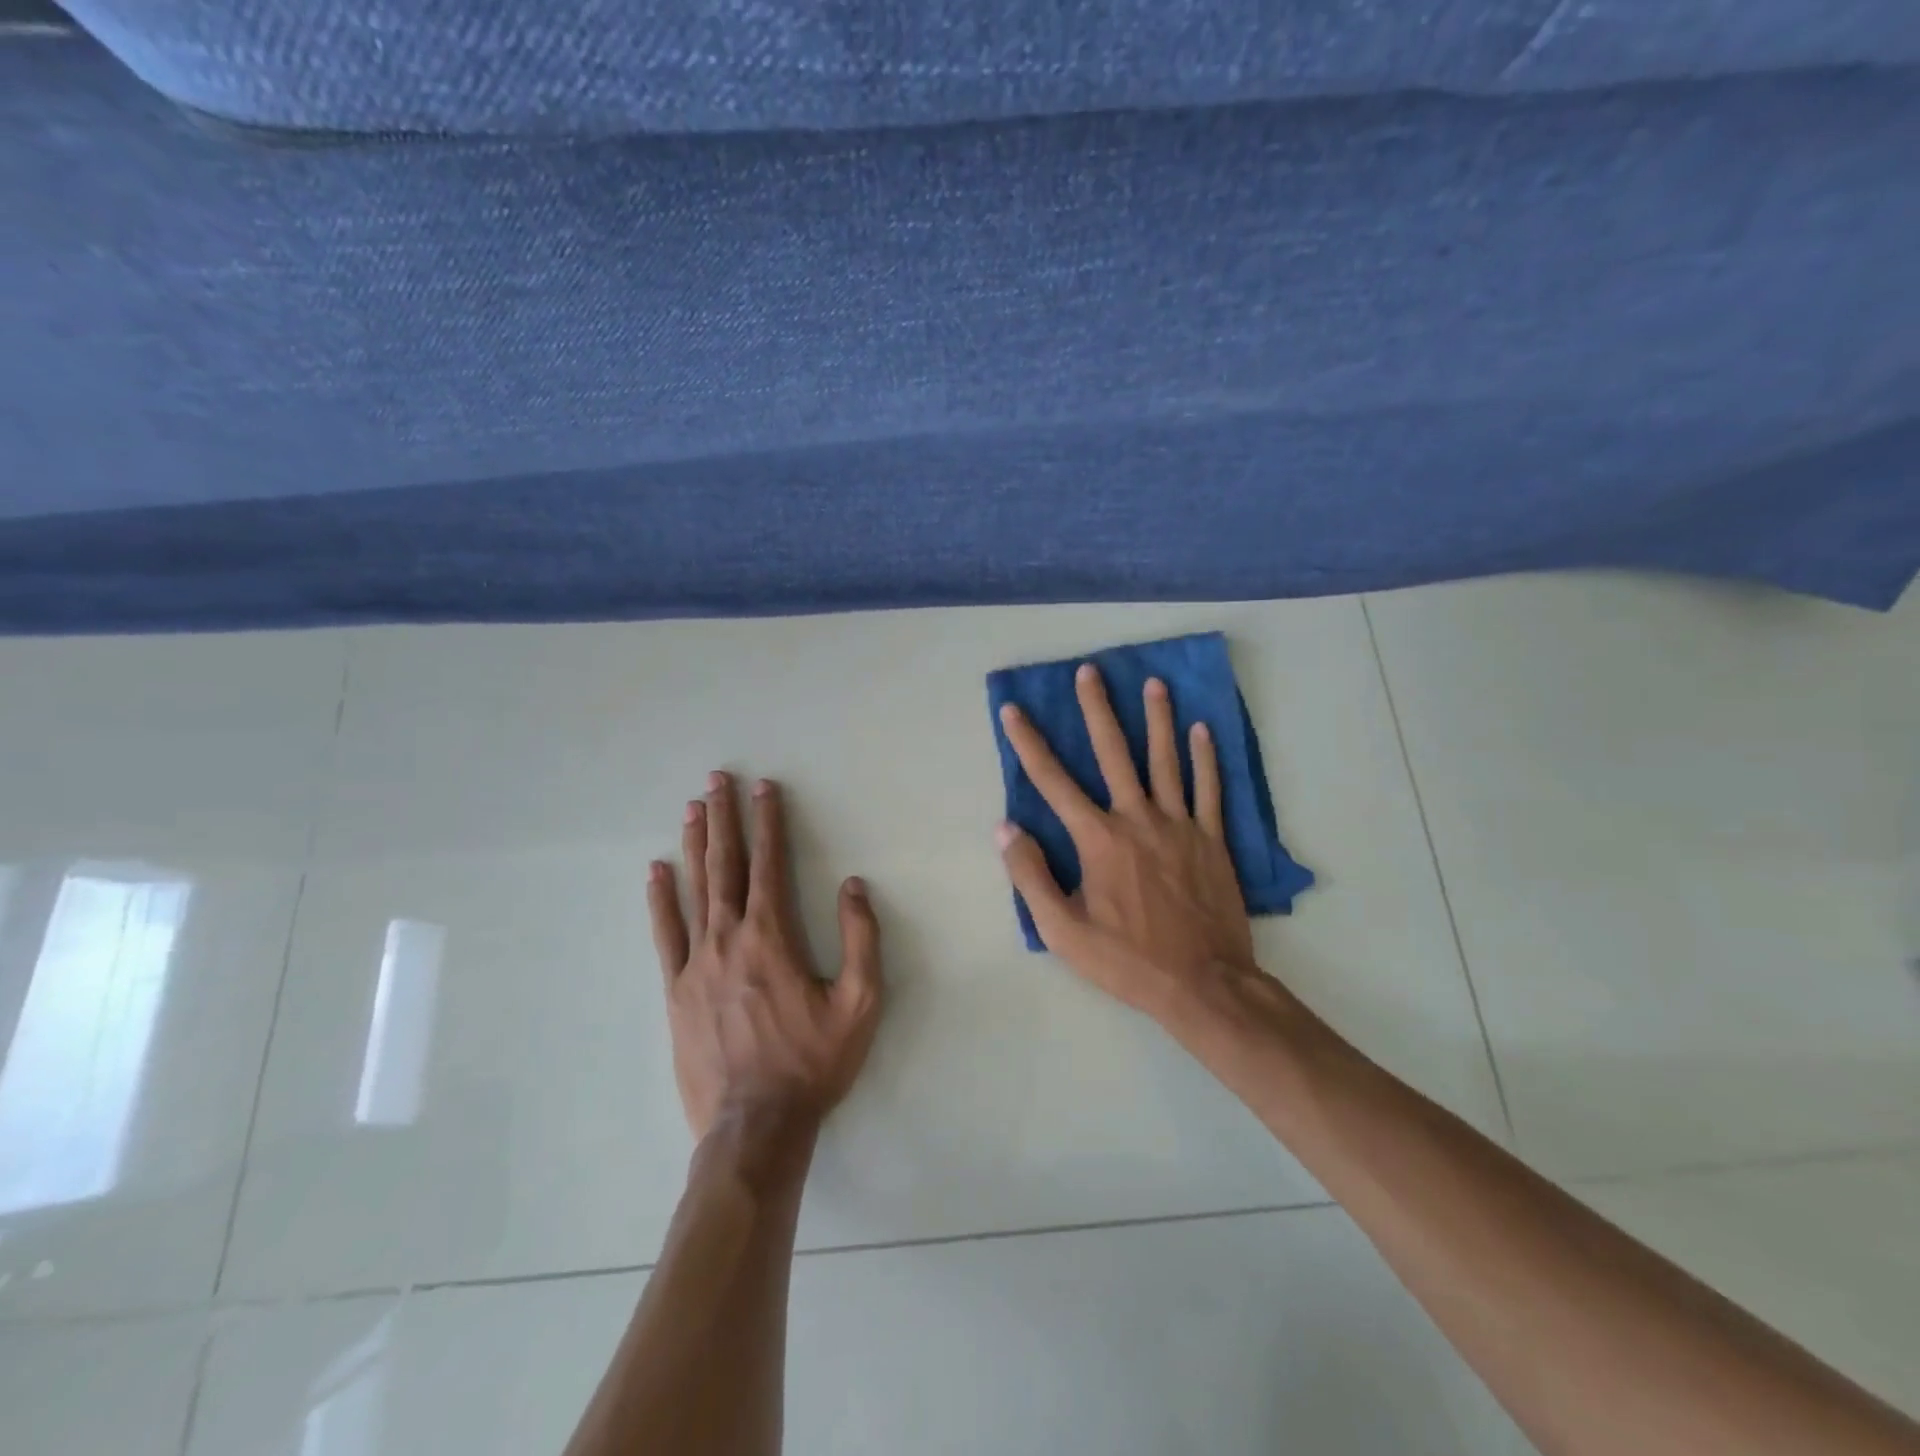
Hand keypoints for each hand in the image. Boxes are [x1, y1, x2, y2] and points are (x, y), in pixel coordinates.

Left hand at [648, 772, 883, 1150]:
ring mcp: (695, 963)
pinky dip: (660, 900)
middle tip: (716, 779)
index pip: (770, 864)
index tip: (764, 788)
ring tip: (691, 808)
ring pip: (693, 890)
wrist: (754, 1126)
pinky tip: (655, 873)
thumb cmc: (812, 1062)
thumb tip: (853, 886)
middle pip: (725, 865)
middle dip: (723, 818)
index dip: (769, 822)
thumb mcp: (860, 1003)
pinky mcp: (674, 991)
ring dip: (694, 845)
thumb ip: (861, 939)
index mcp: (772, 936)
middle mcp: (729, 938)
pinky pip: (664, 935)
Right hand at [995, 665, 1262, 1021]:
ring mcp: (1180, 825)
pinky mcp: (1212, 839)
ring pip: (1166, 760)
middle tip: (1090, 672)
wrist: (1204, 983)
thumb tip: (1005, 828)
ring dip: (1157, 719)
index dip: (1028, 743)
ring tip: (1153, 683)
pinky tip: (1203, 730)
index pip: (1052, 782)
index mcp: (1098, 839)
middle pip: (1113, 753)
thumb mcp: (1062, 930)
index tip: (1013, 710)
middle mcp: (1137, 819)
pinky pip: (1209, 789)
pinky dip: (1206, 758)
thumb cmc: (1127, 959)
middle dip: (1097, 709)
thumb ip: (1030, 876)